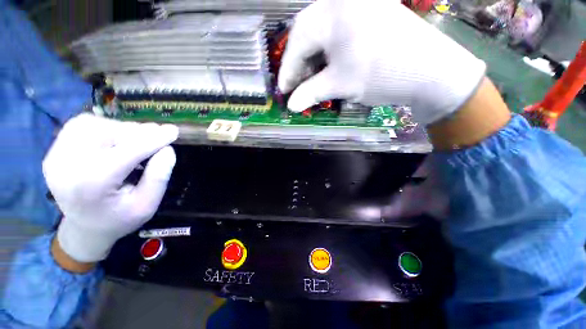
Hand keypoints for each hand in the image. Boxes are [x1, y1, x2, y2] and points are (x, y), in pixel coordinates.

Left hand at [43, 114, 178, 262]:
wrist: (85, 228)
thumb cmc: (120, 219)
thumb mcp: (147, 205)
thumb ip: (159, 177)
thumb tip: (167, 149)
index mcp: (92, 185)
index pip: (128, 151)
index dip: (154, 139)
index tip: (173, 131)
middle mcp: (67, 167)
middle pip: (107, 133)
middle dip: (136, 133)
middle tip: (156, 138)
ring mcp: (55, 157)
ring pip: (92, 124)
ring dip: (119, 128)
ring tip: (135, 141)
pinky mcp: (53, 152)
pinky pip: (79, 125)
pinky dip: (101, 126)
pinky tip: (113, 139)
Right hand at [278, 0, 485, 125]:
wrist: (430, 72)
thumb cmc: (381, 75)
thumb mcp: (340, 85)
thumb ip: (310, 93)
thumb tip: (291, 105)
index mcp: (333, 12)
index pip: (297, 42)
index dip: (287, 70)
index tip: (282, 91)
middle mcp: (342, 0)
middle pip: (306, 33)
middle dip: (298, 63)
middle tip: (295, 85)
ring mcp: (357, 3)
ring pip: (320, 32)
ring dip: (311, 58)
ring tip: (309, 79)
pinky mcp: (368, 12)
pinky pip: (336, 31)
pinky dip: (326, 51)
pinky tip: (326, 66)